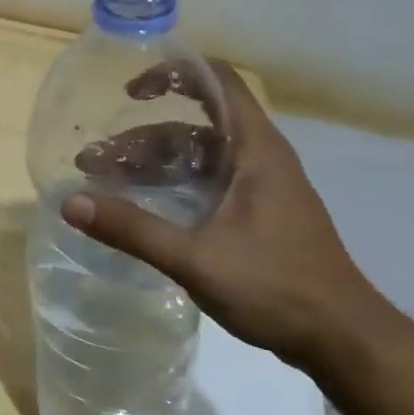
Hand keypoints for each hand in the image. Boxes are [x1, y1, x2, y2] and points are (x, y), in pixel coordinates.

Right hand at [61, 63, 389, 369]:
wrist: (344, 341)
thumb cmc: (278, 288)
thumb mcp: (196, 259)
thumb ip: (133, 229)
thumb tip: (70, 203)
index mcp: (256, 151)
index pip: (218, 84)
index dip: (174, 74)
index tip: (128, 90)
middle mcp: (259, 160)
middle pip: (194, 125)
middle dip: (141, 136)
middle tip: (94, 160)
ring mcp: (259, 189)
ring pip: (197, 158)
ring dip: (151, 165)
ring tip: (105, 185)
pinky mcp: (256, 215)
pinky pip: (205, 183)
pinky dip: (170, 185)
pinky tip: (141, 208)